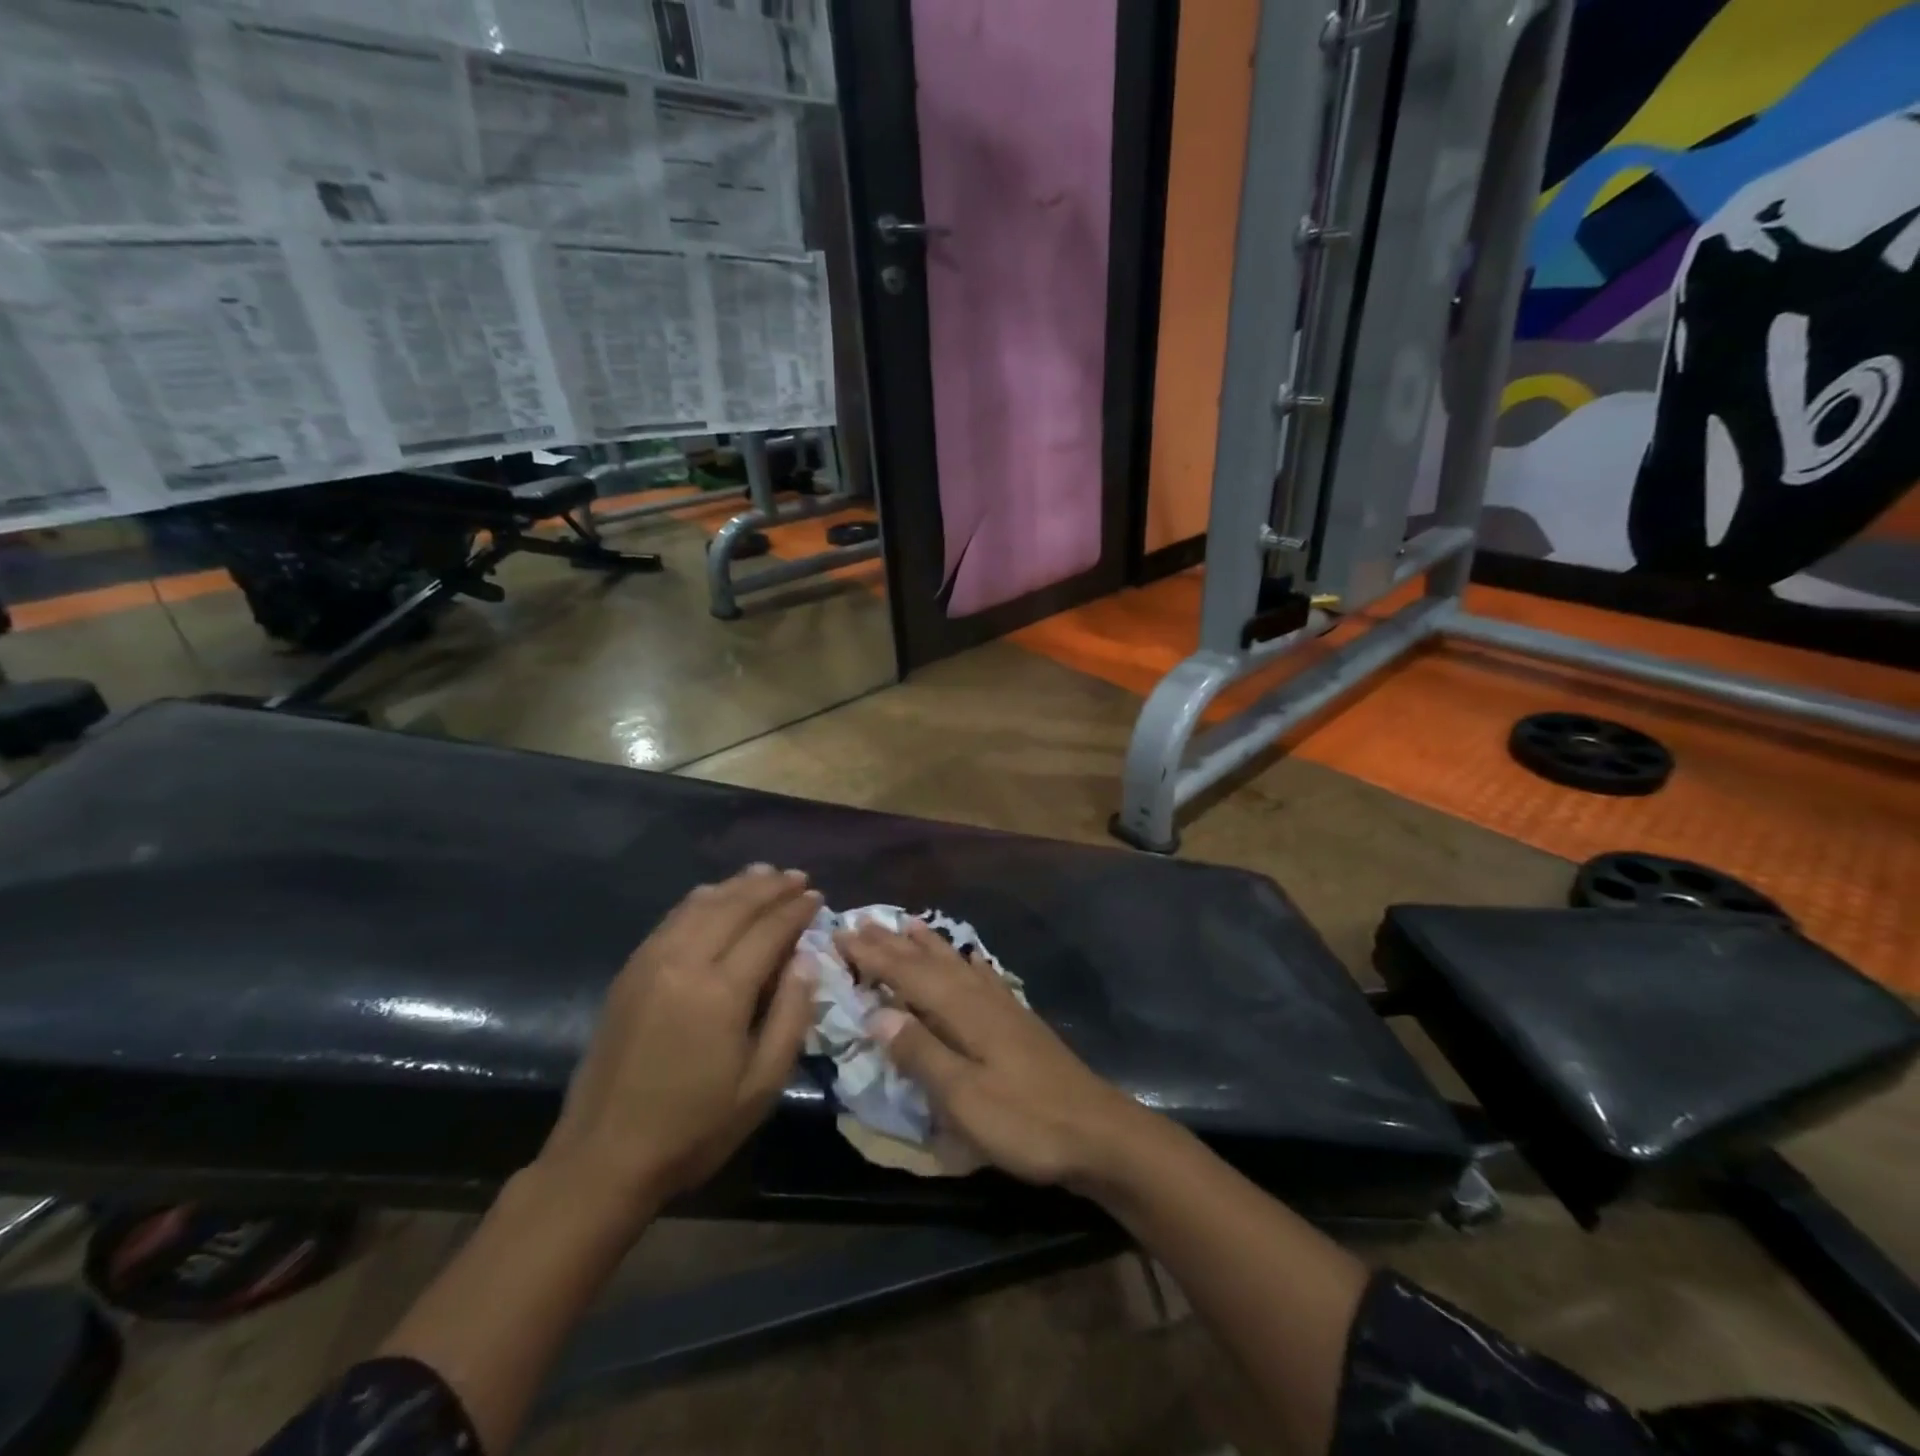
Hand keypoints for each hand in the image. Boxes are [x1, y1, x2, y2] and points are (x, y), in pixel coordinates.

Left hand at [539, 866, 821, 1218]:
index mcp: (720, 992)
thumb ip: (791, 1015)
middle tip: (798, 877)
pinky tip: (716, 896)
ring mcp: (650, 962)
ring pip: (700, 904)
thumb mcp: (761, 1085)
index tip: (817, 896)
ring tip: (764, 874)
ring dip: (736, 885)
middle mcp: (683, 962)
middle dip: (770, 887)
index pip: (768, 930)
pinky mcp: (630, 971)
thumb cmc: (694, 1128)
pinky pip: (672, 918)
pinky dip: (702, 899)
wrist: (603, 1157)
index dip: (796, 910)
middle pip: (734, 906)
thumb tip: (805, 960)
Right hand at [835, 918, 1150, 1189]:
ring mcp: (1004, 1008)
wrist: (1099, 1133)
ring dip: (928, 945)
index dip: (873, 956)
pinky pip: (983, 977)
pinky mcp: (1020, 1022)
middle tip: (862, 922)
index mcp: (963, 1012)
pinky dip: (967, 964)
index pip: (908, 975)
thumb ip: (920, 1053)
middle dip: (893, 944)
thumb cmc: (1025, 1121)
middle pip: (930, 963)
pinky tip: (970, 961)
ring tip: (909, 923)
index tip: (841, 934)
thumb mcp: (963, 1098)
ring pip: (956, 965)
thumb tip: (875, 1013)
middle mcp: (981, 998)